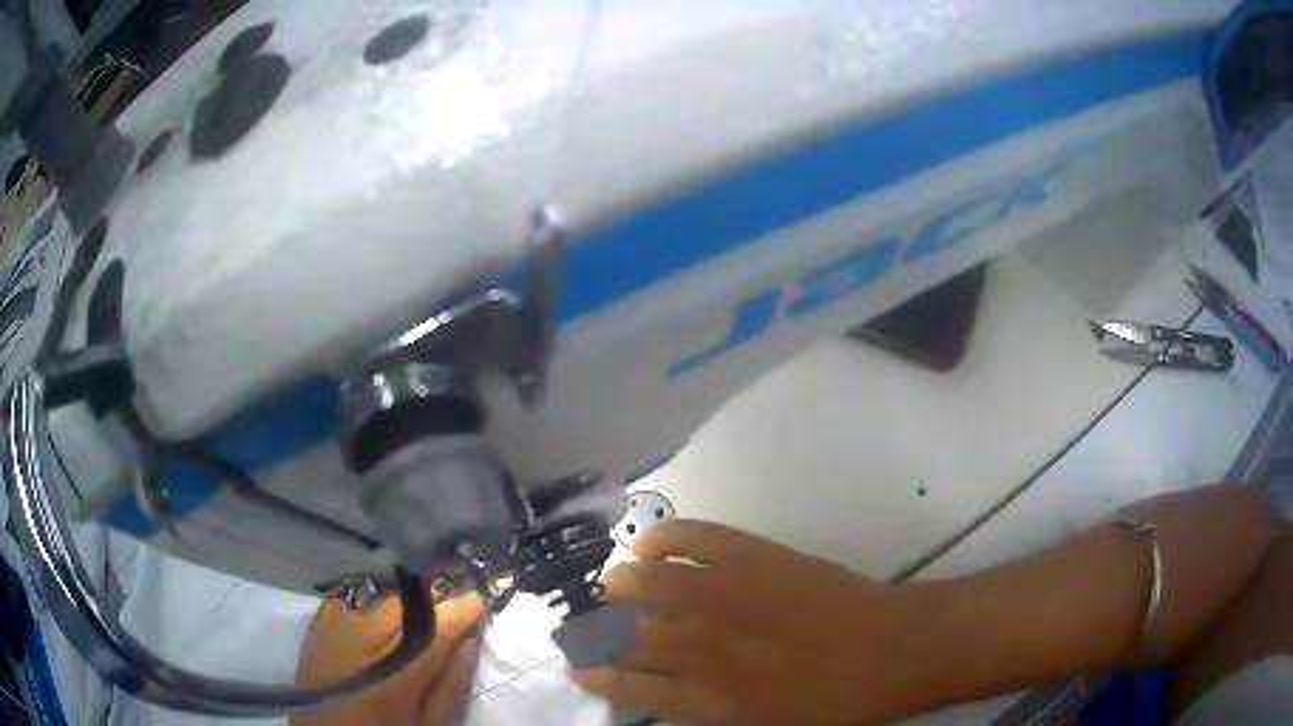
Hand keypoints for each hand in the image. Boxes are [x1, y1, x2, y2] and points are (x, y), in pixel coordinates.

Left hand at [292, 591, 486, 725]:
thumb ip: (453, 686)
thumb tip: (472, 640)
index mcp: (403, 662)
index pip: (446, 618)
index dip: (471, 605)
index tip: (488, 600)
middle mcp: (371, 628)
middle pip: (418, 596)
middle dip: (443, 599)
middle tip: (456, 610)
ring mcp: (342, 617)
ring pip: (390, 593)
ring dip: (412, 601)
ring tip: (421, 615)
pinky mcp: (323, 616)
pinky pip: (360, 597)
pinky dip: (377, 604)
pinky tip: (381, 621)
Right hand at [572, 520, 936, 725]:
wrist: (890, 650)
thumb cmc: (831, 704)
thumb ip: (707, 712)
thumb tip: (666, 692)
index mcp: (704, 697)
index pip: (625, 685)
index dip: (595, 674)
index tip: (579, 666)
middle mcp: (700, 646)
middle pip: (623, 633)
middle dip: (595, 630)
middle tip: (591, 624)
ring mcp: (723, 594)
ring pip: (643, 582)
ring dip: (619, 584)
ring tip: (616, 584)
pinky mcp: (750, 555)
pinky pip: (691, 537)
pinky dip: (663, 538)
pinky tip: (652, 544)